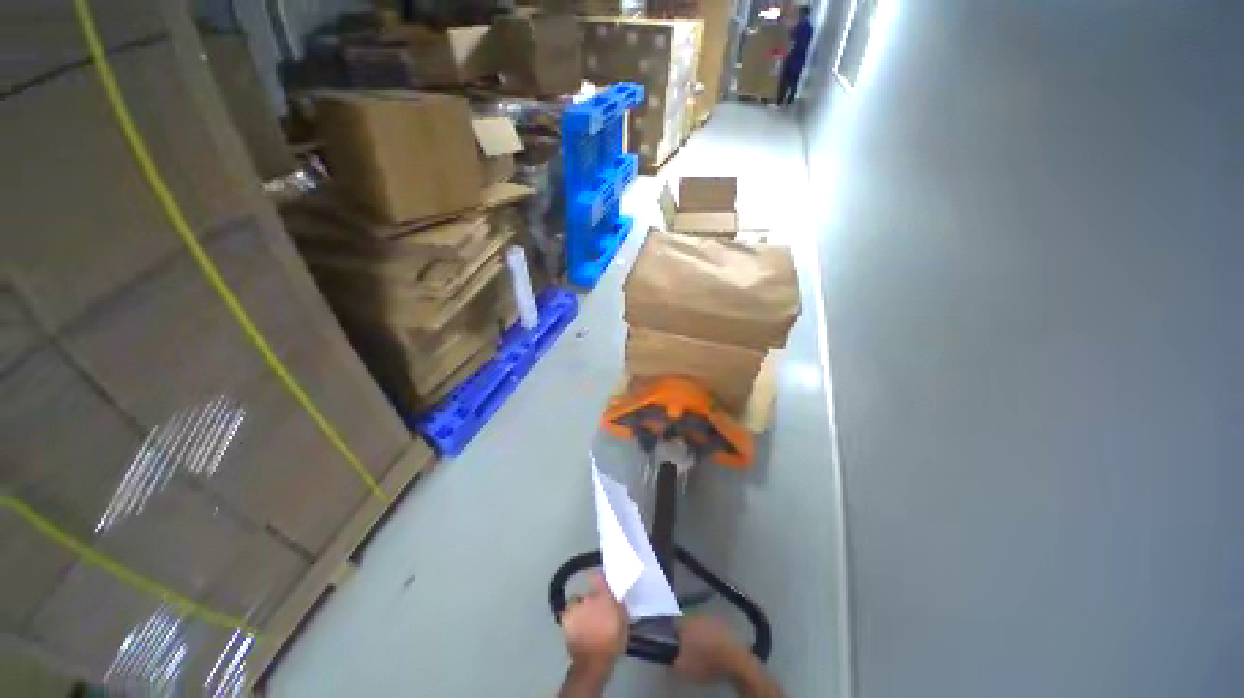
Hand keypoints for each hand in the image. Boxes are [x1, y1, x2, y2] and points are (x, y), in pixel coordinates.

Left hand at [561, 572, 628, 672]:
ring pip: (577, 602)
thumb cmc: (612, 642)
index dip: (599, 577)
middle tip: (597, 610)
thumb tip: (616, 595)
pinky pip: (569, 613)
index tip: (601, 579)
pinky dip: (572, 618)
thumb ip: (619, 605)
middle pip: (588, 592)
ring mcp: (574, 608)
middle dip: (592, 600)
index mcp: (603, 596)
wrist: (593, 662)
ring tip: (585, 620)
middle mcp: (587, 597)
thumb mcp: (623, 621)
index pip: (598, 576)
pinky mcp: (565, 619)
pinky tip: (576, 627)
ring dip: (581, 608)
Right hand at [675, 616, 783, 696]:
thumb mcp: (682, 667)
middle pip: (688, 623)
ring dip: (700, 634)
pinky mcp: (724, 625)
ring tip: (702, 650)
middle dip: (687, 634)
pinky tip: (714, 649)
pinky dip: (712, 637)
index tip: (674, 646)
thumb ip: (673, 659)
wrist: (733, 658)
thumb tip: (673, 655)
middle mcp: (696, 615)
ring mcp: (712, 618)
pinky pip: (713, 630)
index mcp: (684, 622)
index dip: (673, 636)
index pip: (673, 625)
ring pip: (701, 625)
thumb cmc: (704, 661)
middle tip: (688, 649)